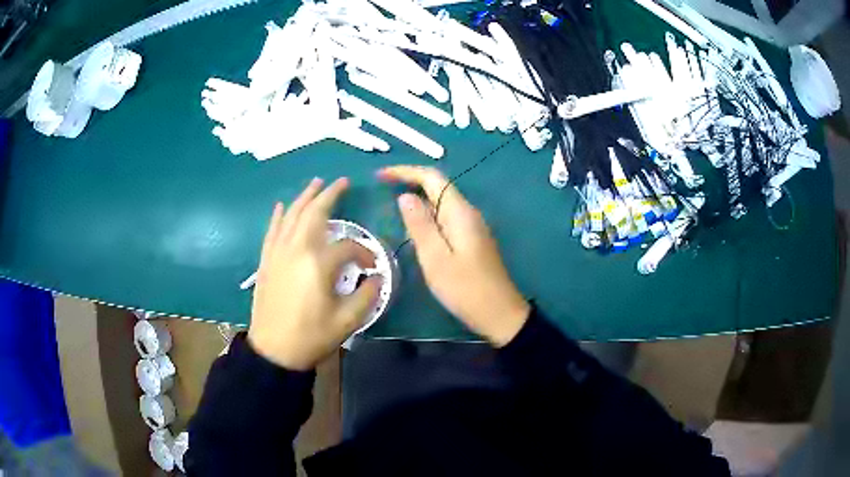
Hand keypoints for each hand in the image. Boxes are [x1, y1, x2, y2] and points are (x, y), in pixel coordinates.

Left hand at [248, 178, 380, 370]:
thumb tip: (376, 277)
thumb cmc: (311, 336)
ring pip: (292, 215)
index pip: (348, 247)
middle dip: (329, 195)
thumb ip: (367, 295)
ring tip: (316, 183)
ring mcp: (278, 252)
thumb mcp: (347, 321)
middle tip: (341, 182)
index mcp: (319, 263)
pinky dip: (279, 215)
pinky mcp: (266, 260)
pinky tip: (282, 205)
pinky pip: (273, 230)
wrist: (273, 350)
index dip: (363, 253)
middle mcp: (296, 249)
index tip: (371, 267)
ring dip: (304, 197)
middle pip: (314, 213)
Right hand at [378, 166, 529, 346]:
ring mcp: (472, 226)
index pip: (432, 177)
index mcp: (460, 212)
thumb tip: (405, 197)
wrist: (499, 313)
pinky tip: (415, 228)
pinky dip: (428, 215)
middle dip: (410, 181)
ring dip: (418, 198)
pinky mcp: (472, 239)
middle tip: (382, 188)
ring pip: (441, 202)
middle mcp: (468, 212)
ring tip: (393, 205)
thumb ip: (420, 225)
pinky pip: (446, 217)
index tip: (380, 176)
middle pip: (437, 186)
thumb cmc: (465, 288)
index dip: (405, 172)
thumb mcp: (436, 258)